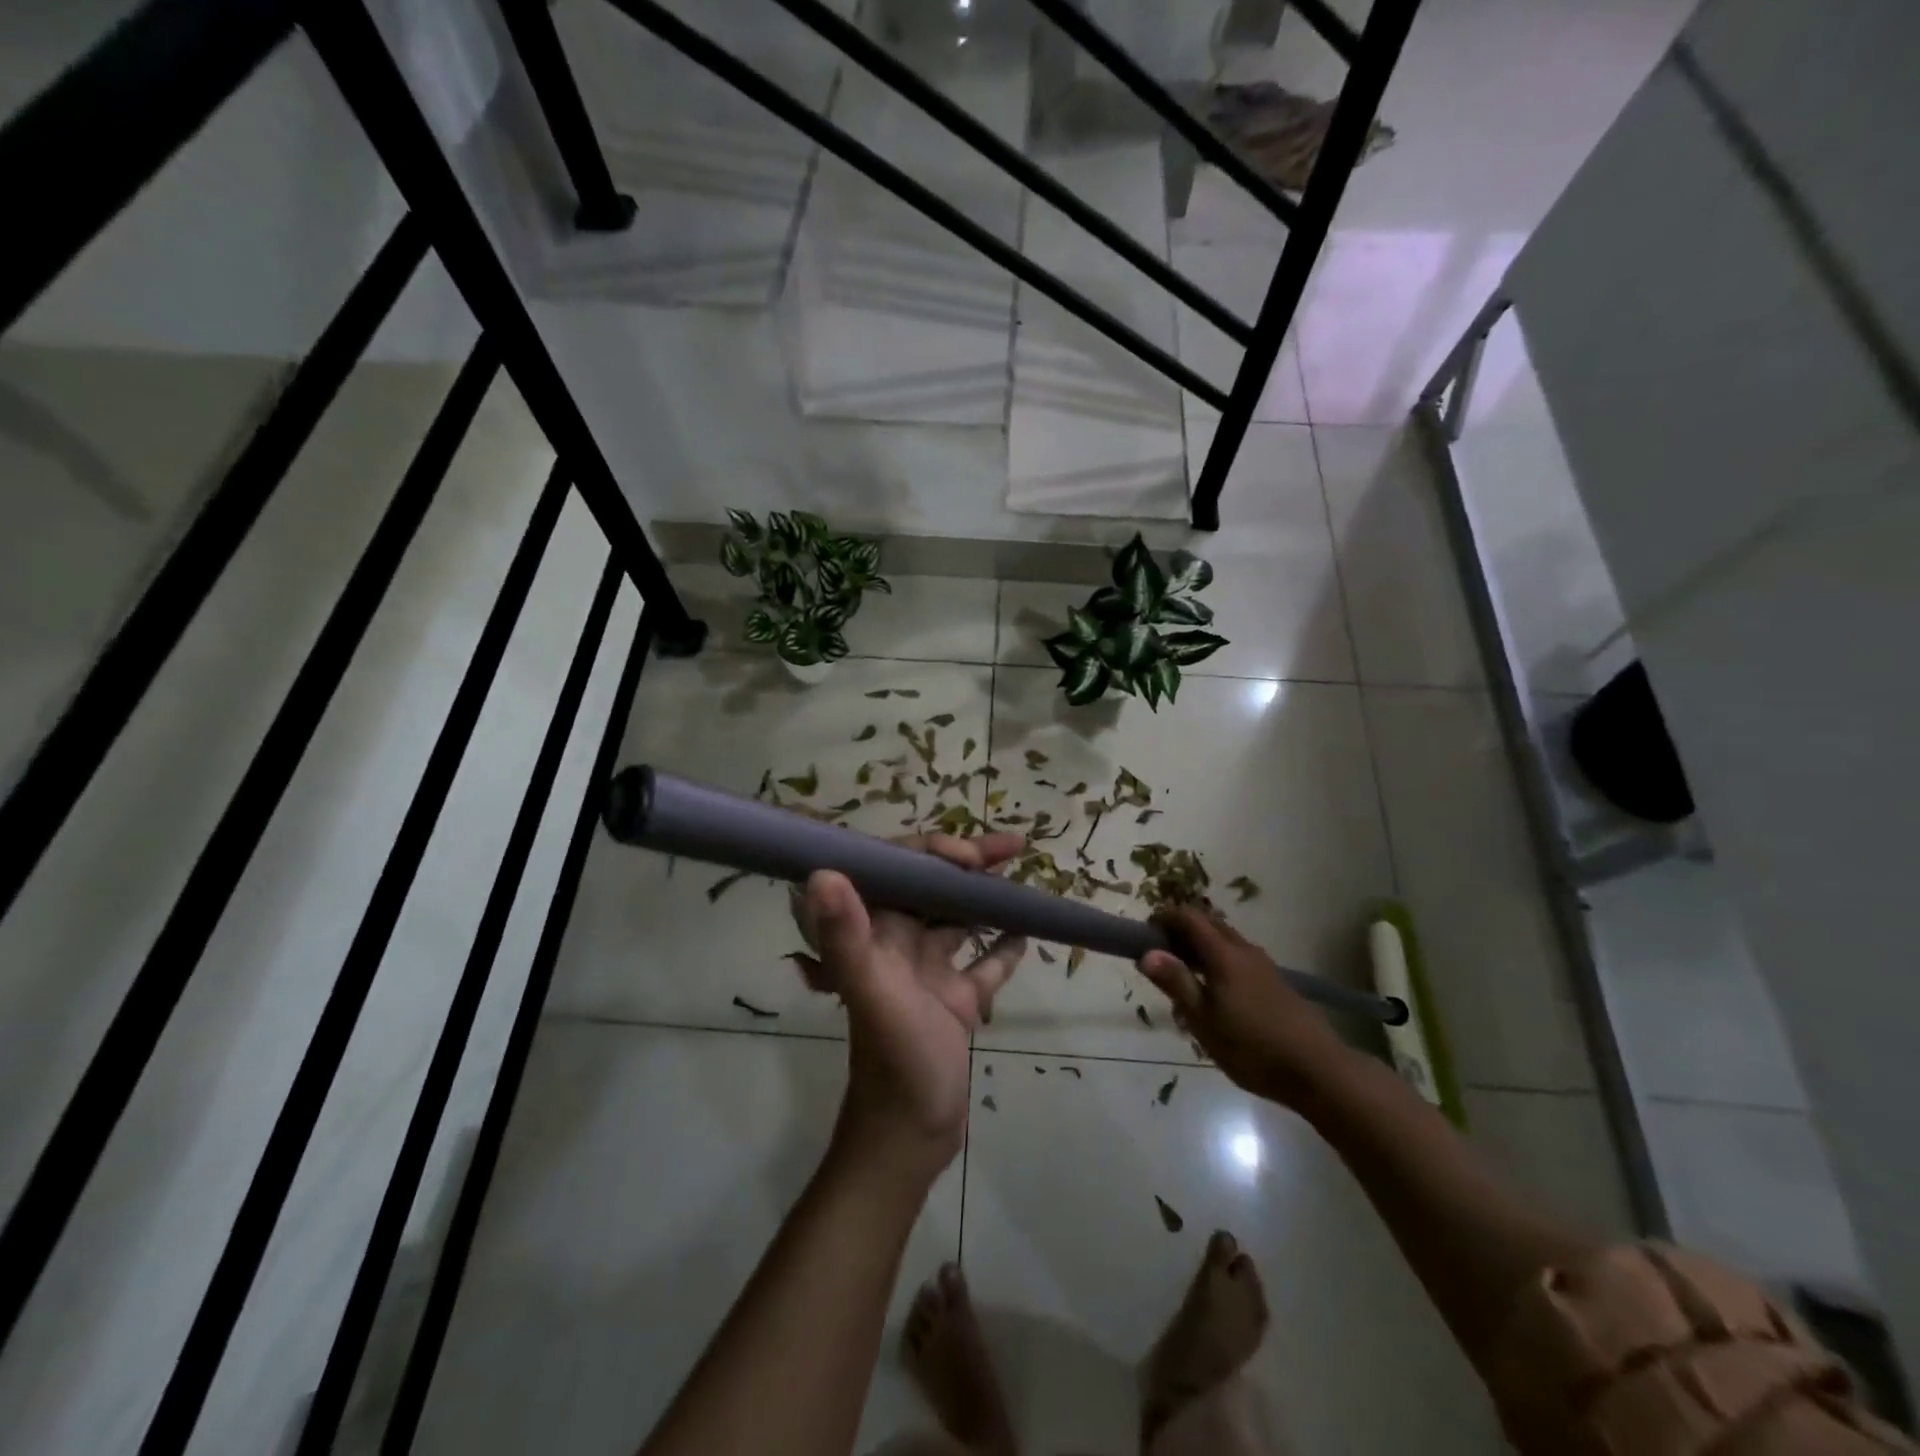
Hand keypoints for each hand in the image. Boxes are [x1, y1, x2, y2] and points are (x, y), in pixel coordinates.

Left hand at [791, 833, 1027, 1180]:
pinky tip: (1028, 930)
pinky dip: (1004, 945)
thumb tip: (819, 871)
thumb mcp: (872, 995)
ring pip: (960, 918)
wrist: (910, 1138)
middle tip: (1014, 846)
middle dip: (970, 863)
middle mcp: (899, 944)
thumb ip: (846, 937)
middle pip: (934, 887)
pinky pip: (985, 962)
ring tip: (1022, 874)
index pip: (898, 871)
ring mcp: (930, 971)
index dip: (930, 851)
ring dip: (987, 896)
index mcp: (876, 934)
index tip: (970, 856)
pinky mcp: (956, 999)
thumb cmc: (893, 1062)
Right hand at [1138, 905, 1348, 1105]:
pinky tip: (1218, 993)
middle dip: (1183, 930)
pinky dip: (1221, 961)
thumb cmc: (1253, 1047)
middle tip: (1162, 954)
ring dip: (1203, 946)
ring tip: (1186, 976)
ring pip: (1227, 941)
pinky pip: (1240, 958)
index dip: (1165, 918)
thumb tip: (1146, 953)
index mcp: (1224, 955)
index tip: (1146, 933)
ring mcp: (1264, 966)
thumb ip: (1177, 983)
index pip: (1190, 917)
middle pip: (1210, 924)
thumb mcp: (1204, 1021)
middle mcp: (1245, 951)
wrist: (1319, 1070)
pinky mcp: (1276, 983)